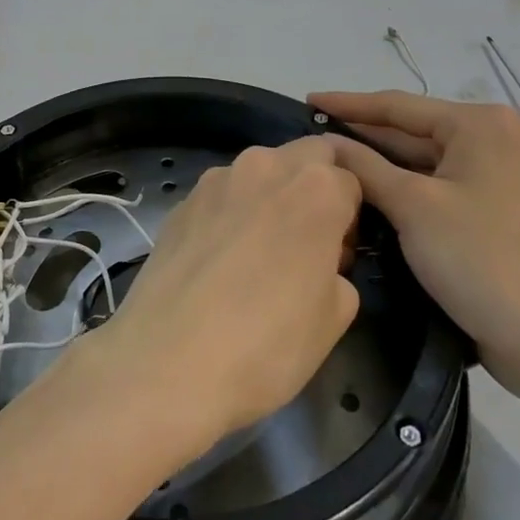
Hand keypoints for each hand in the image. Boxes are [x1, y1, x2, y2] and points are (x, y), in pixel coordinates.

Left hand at [95, 138, 361, 452]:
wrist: (169, 362)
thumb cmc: (268, 343)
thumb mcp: (335, 316)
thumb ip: (338, 270)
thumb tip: (319, 262)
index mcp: (316, 188)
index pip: (350, 180)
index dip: (349, 218)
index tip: (337, 257)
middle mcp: (265, 166)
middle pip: (304, 157)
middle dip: (313, 186)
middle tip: (306, 242)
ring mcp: (215, 180)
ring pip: (258, 171)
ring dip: (269, 196)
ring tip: (257, 252)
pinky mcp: (180, 202)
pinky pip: (220, 196)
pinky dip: (230, 213)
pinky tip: (219, 261)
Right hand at [310, 91, 519, 390]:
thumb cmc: (481, 257)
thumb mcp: (413, 206)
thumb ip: (365, 168)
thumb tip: (326, 144)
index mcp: (477, 125)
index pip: (397, 105)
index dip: (348, 104)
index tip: (305, 99)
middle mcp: (488, 141)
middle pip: (410, 131)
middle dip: (361, 135)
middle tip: (309, 136)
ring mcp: (491, 178)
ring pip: (419, 163)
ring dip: (377, 166)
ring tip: (326, 163)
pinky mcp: (488, 212)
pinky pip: (432, 189)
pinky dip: (399, 190)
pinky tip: (363, 195)